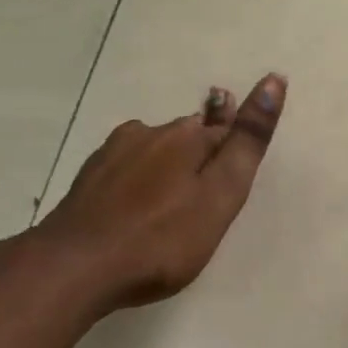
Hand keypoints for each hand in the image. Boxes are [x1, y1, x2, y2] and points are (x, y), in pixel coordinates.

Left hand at [34, 73, 286, 309]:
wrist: (73, 268)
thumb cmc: (161, 238)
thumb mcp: (221, 194)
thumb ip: (248, 141)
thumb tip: (274, 79)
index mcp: (189, 136)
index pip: (227, 129)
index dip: (235, 150)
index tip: (233, 178)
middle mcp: (152, 132)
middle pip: (190, 136)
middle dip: (202, 157)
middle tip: (205, 199)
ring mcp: (115, 151)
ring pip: (156, 149)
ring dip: (167, 168)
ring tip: (171, 205)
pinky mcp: (90, 176)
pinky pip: (127, 167)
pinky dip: (137, 182)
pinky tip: (134, 207)